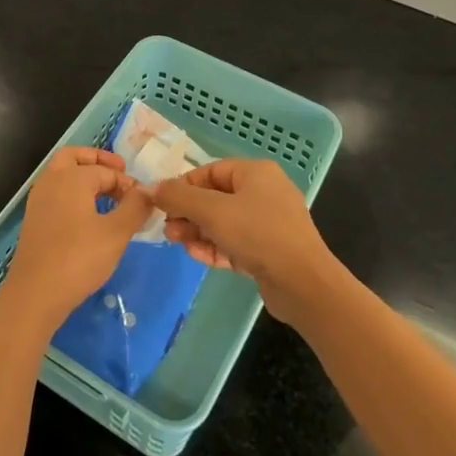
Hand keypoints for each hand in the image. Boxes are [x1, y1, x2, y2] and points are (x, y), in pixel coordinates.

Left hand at [0, 148, 151, 334]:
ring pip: (62, 175)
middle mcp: (51, 180)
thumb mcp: (117, 233)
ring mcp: (39, 199)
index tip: (143, 202)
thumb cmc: (79, 258)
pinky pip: (56, 193)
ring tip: (108, 197)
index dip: (128, 184)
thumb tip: (147, 191)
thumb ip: (135, 207)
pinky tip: (89, 216)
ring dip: (84, 177)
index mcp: (71, 176)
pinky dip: (73, 194)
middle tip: (120, 172)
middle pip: (74, 157)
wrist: (36, 292)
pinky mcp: (34, 219)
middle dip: (98, 161)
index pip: (106, 170)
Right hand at [152, 159, 340, 322]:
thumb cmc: (257, 233)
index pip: (210, 171)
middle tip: (168, 228)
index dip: (183, 186)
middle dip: (188, 213)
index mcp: (255, 173)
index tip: (161, 203)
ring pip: (223, 222)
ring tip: (177, 242)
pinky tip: (197, 256)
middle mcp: (264, 193)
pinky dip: (215, 247)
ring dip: (198, 231)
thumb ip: (178, 197)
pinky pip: (235, 243)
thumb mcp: (212, 211)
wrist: (303, 284)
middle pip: (215, 197)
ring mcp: (269, 224)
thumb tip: (151, 187)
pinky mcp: (269, 251)